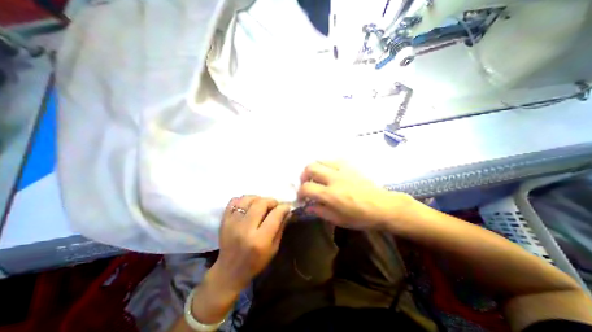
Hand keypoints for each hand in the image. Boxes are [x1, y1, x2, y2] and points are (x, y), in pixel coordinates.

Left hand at [213, 196, 290, 291]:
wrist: (230, 271)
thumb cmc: (256, 262)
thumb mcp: (274, 249)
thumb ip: (281, 227)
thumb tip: (287, 211)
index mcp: (260, 240)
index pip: (275, 215)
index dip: (283, 207)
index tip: (286, 207)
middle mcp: (245, 229)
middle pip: (261, 203)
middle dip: (271, 201)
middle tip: (274, 206)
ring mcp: (232, 223)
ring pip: (248, 199)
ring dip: (258, 198)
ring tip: (261, 205)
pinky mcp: (224, 220)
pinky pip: (234, 201)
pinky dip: (243, 200)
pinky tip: (248, 206)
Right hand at [298, 160, 412, 230]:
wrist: (383, 206)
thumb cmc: (361, 217)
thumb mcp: (338, 219)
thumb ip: (320, 211)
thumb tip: (308, 206)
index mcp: (330, 194)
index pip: (306, 188)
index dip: (300, 192)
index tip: (302, 197)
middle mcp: (334, 178)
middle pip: (310, 168)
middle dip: (304, 175)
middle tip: (307, 183)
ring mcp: (342, 169)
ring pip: (320, 160)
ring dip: (314, 168)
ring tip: (316, 176)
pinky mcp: (349, 165)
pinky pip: (333, 160)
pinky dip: (326, 165)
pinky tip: (329, 172)